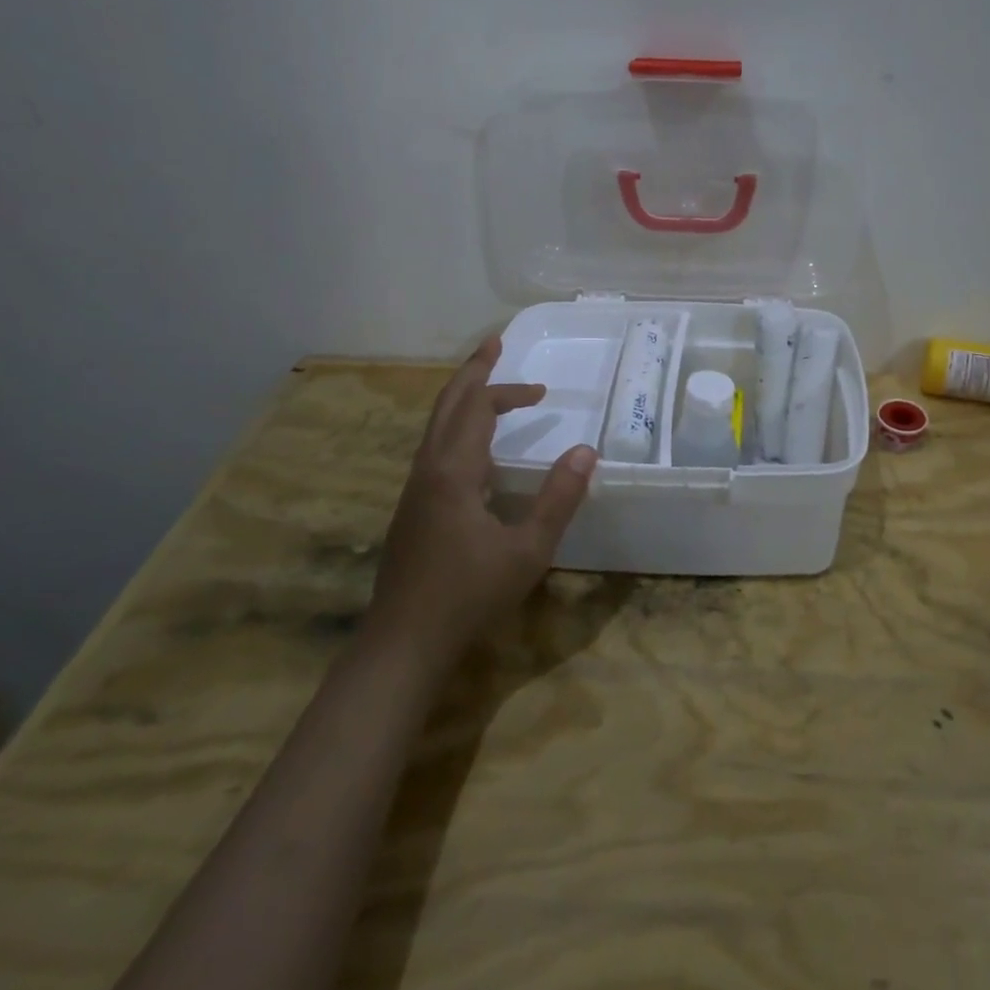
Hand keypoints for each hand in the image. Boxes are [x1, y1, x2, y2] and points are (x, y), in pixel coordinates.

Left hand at [367, 335, 596, 668]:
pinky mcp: (411, 510)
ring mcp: (414, 490)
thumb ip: (559, 499)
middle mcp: (428, 470)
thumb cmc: (468, 595)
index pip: (478, 409)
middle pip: (447, 405)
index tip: (543, 391)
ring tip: (487, 386)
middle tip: (494, 344)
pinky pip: (434, 448)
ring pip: (435, 426)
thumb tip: (586, 451)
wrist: (403, 644)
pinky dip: (456, 427)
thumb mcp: (528, 550)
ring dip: (462, 399)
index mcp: (453, 471)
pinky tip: (475, 448)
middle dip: (471, 371)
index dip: (509, 392)